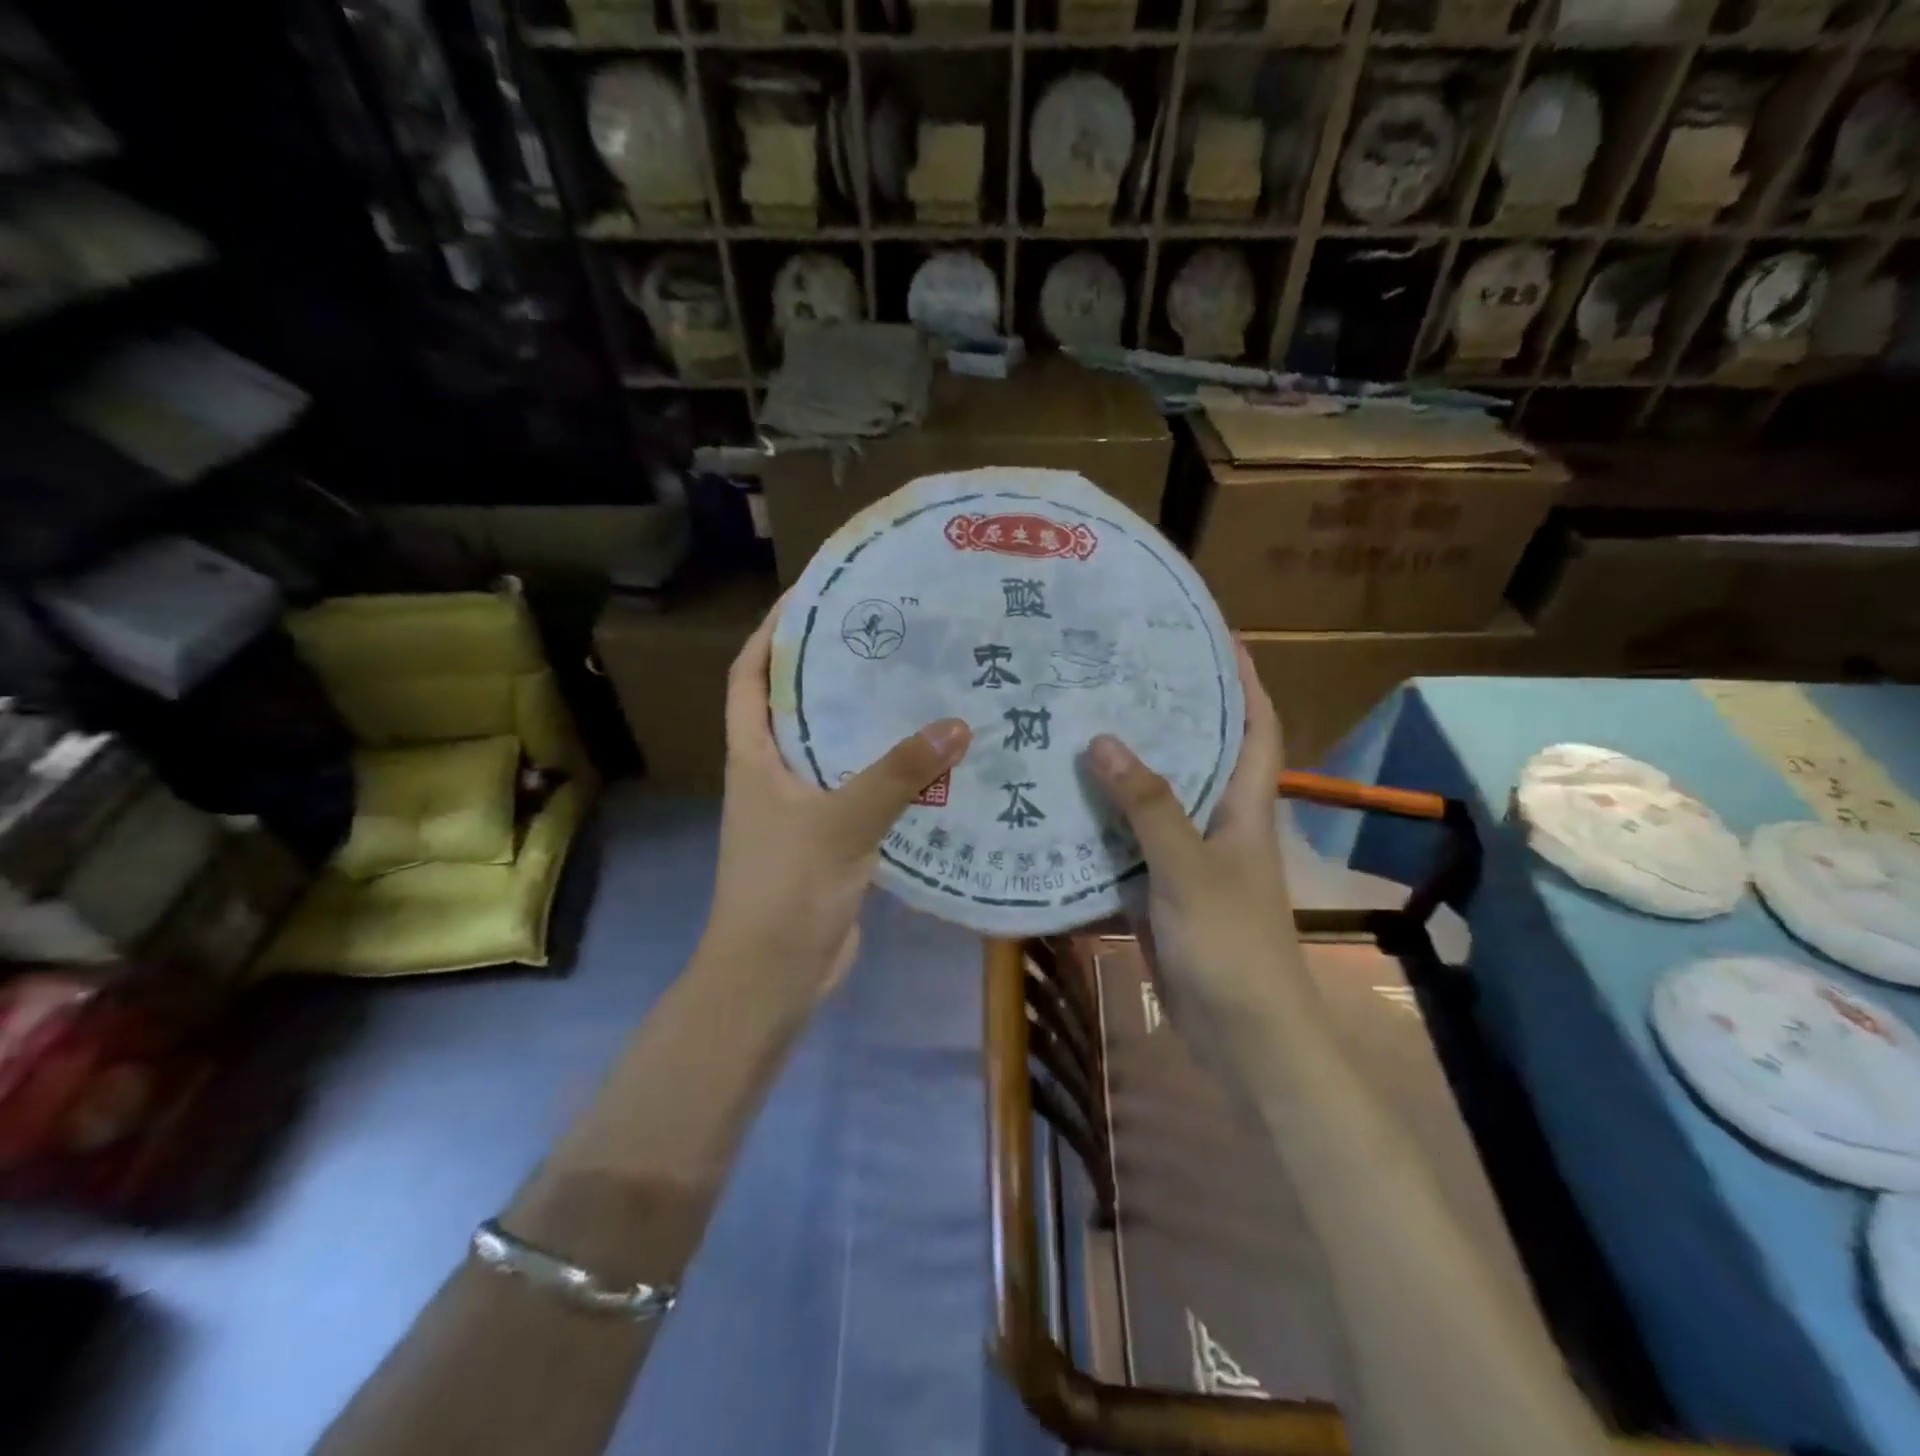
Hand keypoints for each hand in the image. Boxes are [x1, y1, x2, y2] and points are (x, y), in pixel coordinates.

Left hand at [701, 601, 972, 999]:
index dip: (771, 635)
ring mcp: (800, 808)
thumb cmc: (786, 890)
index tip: (810, 598)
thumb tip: (958, 724)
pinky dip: (888, 774)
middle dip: (831, 669)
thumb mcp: (841, 822)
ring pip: (834, 749)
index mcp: (754, 756)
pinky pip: (860, 790)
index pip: (749, 677)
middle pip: (798, 706)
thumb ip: (899, 774)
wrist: (773, 977)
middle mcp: (773, 773)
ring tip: (916, 687)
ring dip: (866, 722)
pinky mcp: (830, 839)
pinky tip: (931, 761)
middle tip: (887, 636)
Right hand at [1085, 645, 1296, 1075]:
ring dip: (1125, 770)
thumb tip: (1103, 740)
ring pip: (1156, 800)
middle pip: (1198, 754)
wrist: (1242, 1037)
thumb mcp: (1188, 869)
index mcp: (1244, 807)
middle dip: (1169, 714)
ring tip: (1079, 727)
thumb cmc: (1231, 945)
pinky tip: (1063, 807)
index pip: (1257, 728)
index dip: (1244, 681)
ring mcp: (1190, 859)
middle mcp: (1219, 823)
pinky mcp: (1162, 891)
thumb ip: (1148, 806)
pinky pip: (1130, 845)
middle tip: (1117, 675)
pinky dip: (1103, 826)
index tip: (1215, 638)